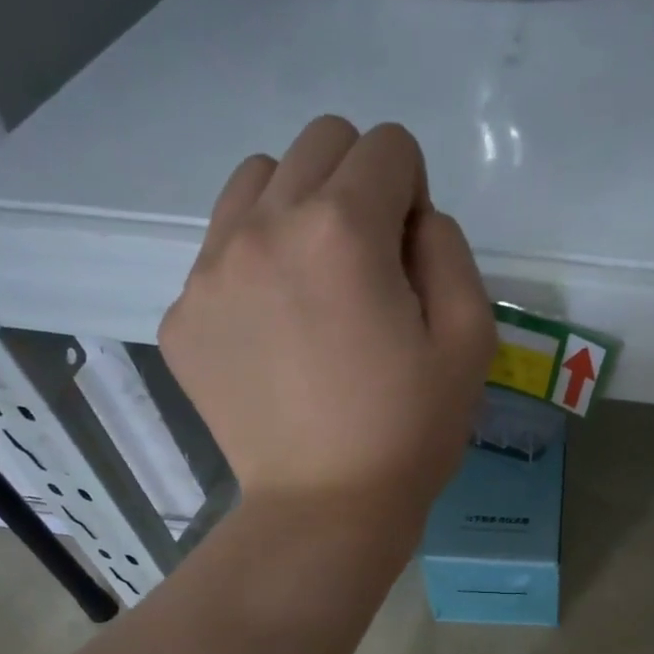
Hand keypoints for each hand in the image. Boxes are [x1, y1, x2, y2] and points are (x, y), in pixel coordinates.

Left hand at [159, 116, 496, 525]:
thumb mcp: (470, 341)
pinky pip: (220, 249)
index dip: (414, 193)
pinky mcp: (182, 315)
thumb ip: (449, 250)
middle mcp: (264, 227)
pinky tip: (277, 336)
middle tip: (369, 267)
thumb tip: (412, 218)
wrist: (325, 510)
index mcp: (342, 230)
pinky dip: (255, 267)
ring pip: (256, 182)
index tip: (412, 259)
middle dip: (357, 186)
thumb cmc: (409, 433)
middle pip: (318, 144)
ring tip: (316, 287)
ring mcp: (210, 270)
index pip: (386, 145)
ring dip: (297, 211)